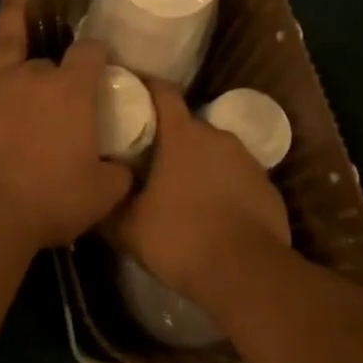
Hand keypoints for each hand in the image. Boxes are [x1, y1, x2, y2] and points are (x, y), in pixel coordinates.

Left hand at [0, 0, 132, 250]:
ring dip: (12, 11)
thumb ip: (118, 174)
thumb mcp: (102, 194)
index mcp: (73, 92)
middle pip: (49, 61)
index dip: (99, 54)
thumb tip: (124, 167)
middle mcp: (34, 75)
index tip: (103, 61)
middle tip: (60, 85)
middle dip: (56, 69)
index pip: (92, 54)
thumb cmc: (49, 201)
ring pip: (5, 37)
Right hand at [106, 82, 290, 307]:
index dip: (146, 89)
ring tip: (180, 193)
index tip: (130, 96)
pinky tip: (211, 215)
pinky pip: (237, 178)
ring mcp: (247, 161)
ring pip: (214, 153)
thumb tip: (94, 192)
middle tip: (148, 162)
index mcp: (182, 135)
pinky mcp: (268, 187)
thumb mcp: (128, 227)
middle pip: (188, 127)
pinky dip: (223, 188)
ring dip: (198, 166)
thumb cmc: (180, 238)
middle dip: (169, 140)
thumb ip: (108, 203)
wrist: (246, 273)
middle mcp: (217, 137)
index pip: (163, 92)